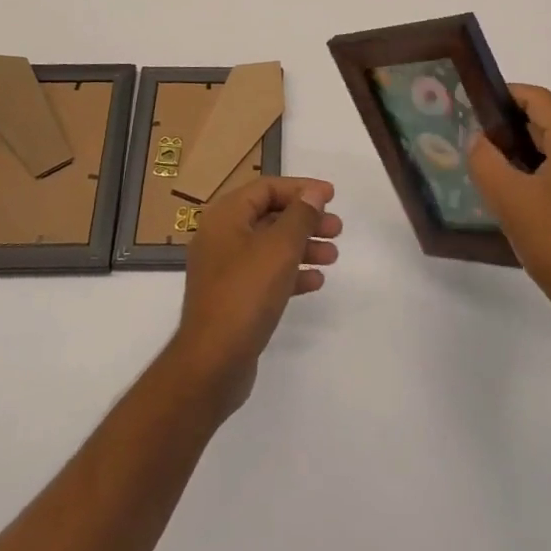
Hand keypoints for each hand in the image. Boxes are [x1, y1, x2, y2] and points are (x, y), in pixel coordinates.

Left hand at [167, 177, 341, 417]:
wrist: (213, 362)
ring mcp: (225, 269)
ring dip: (302, 247)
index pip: (266, 188)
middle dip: (305, 220)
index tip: (331, 196)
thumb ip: (300, 216)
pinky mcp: (232, 298)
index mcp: (225, 216)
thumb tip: (313, 192)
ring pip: (270, 247)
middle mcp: (221, 237)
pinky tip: (315, 282)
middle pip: (269, 216)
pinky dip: (290, 273)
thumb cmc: (246, 293)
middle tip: (337, 228)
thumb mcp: (279, 248)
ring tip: (333, 256)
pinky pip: (265, 274)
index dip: (300, 188)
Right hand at [468, 86, 550, 330]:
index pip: (538, 99)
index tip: (474, 108)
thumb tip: (481, 140)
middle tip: (478, 144)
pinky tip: (524, 194)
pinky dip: (547, 170)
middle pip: (550, 121)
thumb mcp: (508, 198)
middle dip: (512, 129)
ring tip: (496, 171)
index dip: (503, 97)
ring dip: (528, 153)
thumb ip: (485, 159)